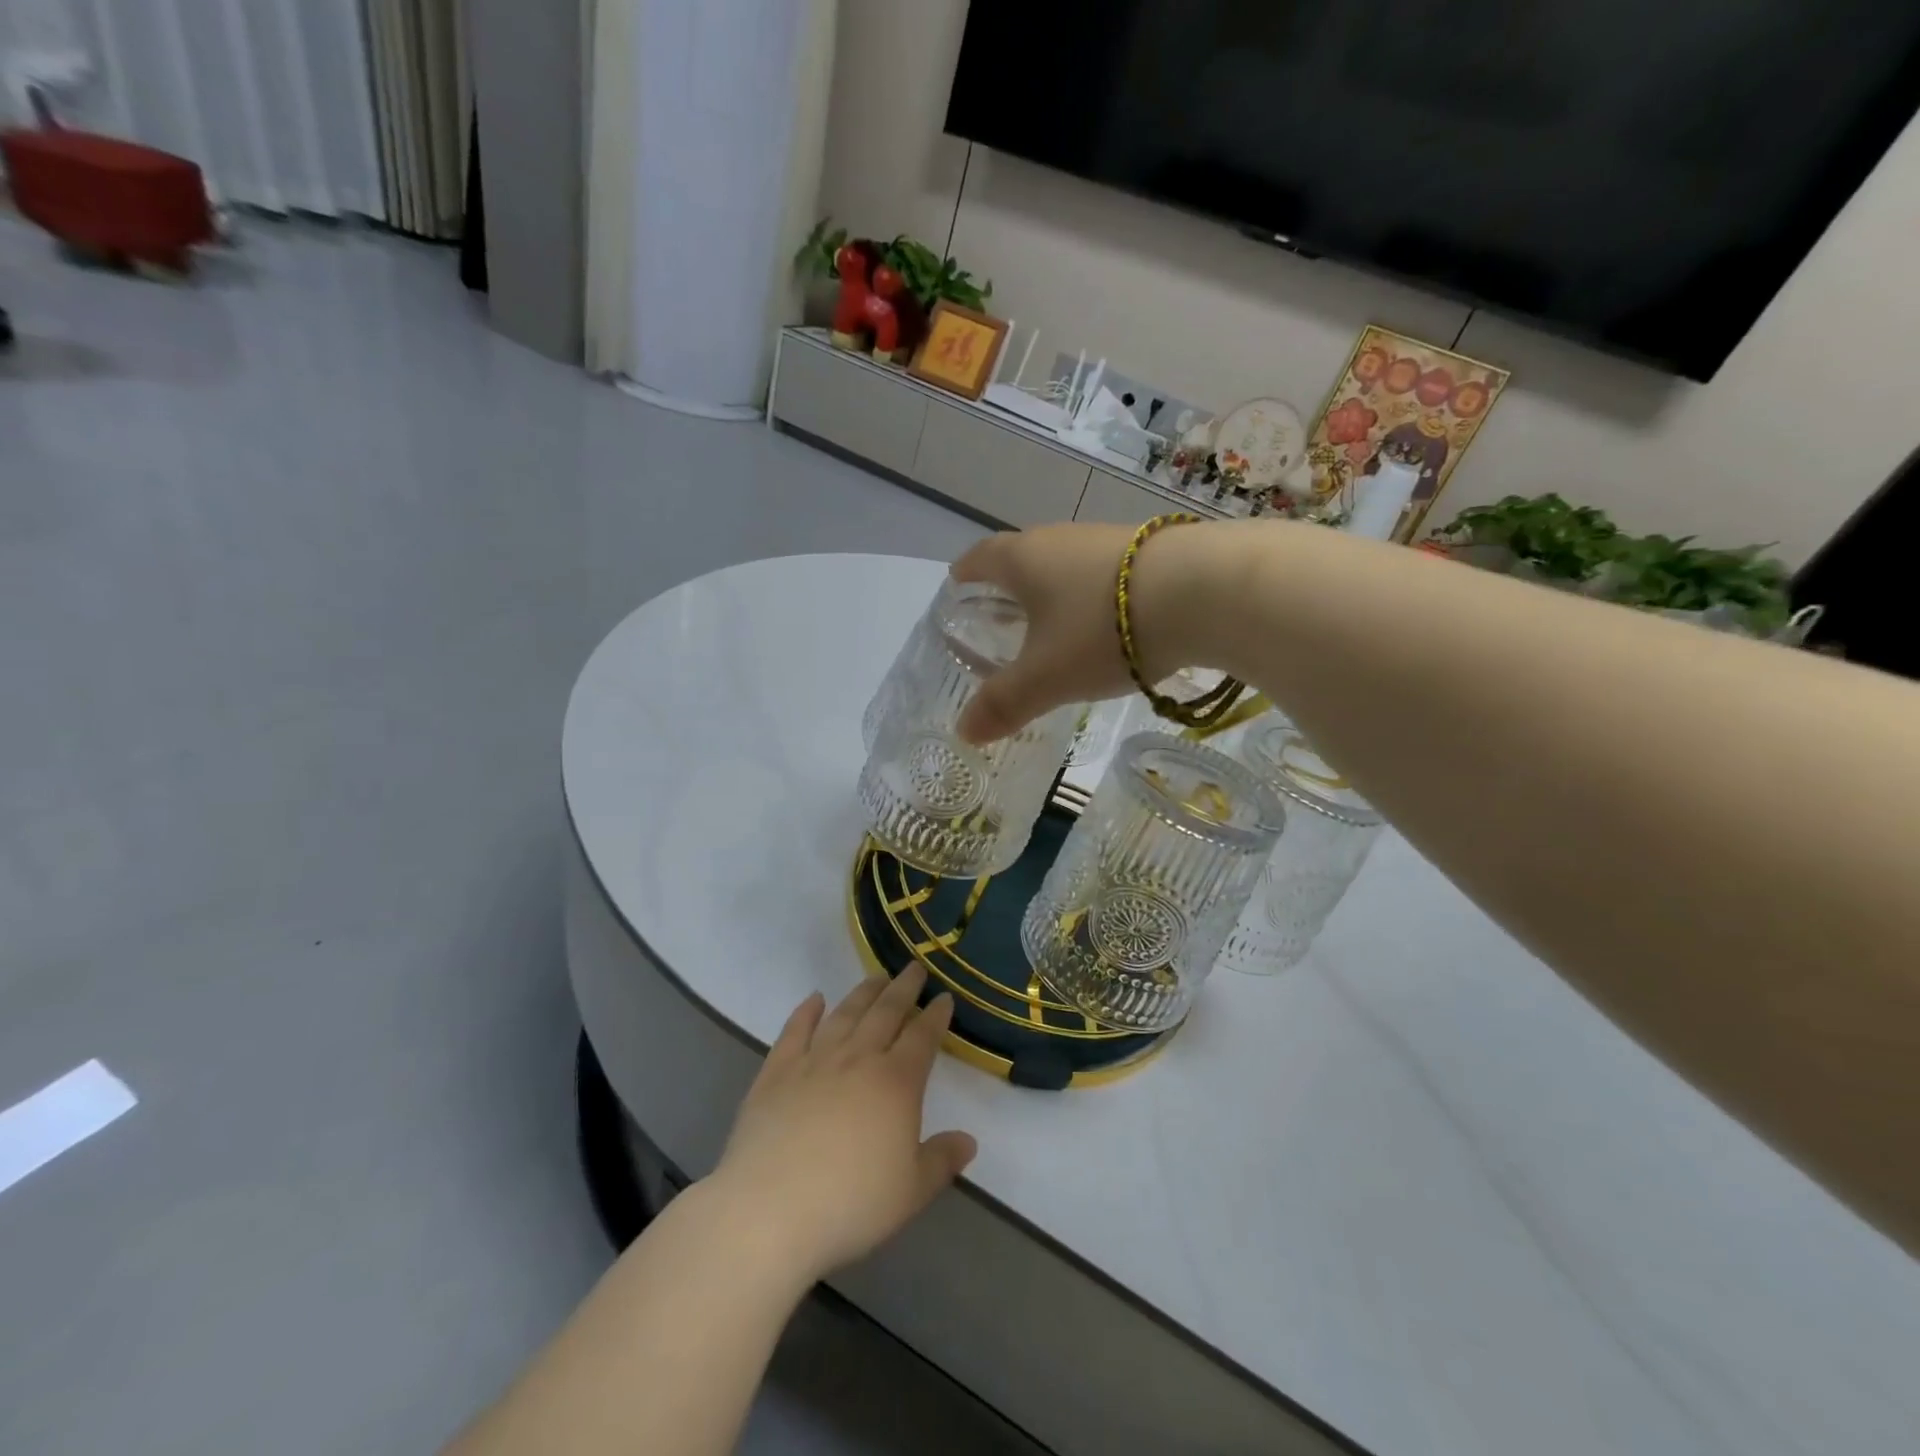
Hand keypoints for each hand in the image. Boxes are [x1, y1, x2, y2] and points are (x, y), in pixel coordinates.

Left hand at [708, 965, 976, 1283]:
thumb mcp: (911, 1192)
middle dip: (904, 988)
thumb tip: (969, 1140)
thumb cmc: (850, 1205)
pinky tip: (815, 999)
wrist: (769, 1210)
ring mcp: (814, 1061)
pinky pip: (795, 1030)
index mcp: (897, 1083)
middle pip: (886, 1012)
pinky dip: (806, 1011)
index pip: (923, 1037)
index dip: (936, 1016)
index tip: (944, 997)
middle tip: (914, 968)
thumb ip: (942, 1161)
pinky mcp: (776, 1071)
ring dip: (863, 992)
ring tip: (876, 976)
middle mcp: (858, 1059)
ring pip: (845, 1014)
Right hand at [951, 523, 1142, 743]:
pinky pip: (1105, 574)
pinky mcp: (1151, 551)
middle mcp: (1061, 538)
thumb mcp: (1046, 677)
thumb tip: (964, 731)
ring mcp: (1108, 540)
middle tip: (1002, 616)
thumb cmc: (1102, 630)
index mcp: (1023, 559)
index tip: (957, 584)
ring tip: (1055, 623)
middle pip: (1024, 556)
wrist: (1203, 591)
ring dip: (1055, 590)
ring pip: (1067, 564)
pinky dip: (1094, 596)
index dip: (965, 572)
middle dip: (1010, 585)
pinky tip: (1108, 622)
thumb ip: (1004, 704)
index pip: (980, 557)